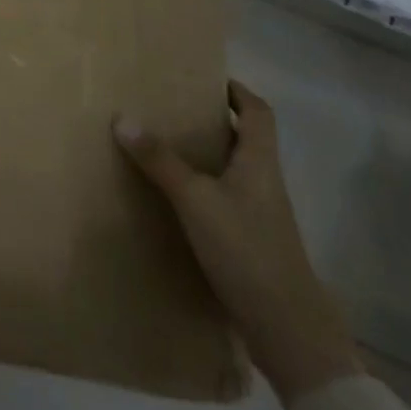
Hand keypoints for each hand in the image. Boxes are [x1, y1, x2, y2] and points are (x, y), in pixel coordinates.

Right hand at [115, 81, 362, 405]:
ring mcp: (262, 215)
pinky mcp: (253, 243)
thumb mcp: (195, 200)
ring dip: (207, 156)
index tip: (207, 80)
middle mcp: (266, 183)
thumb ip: (160, 160)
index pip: (258, 112)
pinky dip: (204, 189)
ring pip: (235, 171)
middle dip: (214, 122)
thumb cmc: (246, 250)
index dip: (237, 92)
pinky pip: (227, 200)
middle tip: (173, 109)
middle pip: (246, 139)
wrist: (288, 330)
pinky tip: (176, 199)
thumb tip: (122, 117)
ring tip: (166, 147)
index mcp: (260, 162)